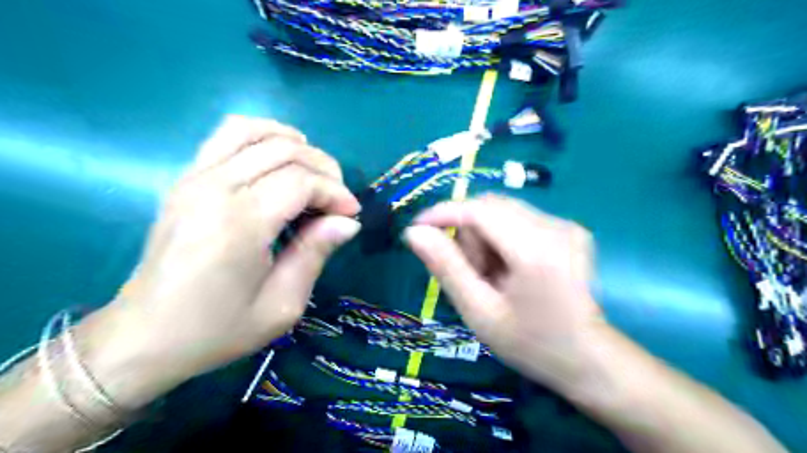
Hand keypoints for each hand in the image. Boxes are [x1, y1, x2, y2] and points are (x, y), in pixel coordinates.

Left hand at [82, 114, 359, 406]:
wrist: (145, 336)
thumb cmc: (218, 329)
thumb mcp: (282, 305)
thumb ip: (315, 253)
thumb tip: (348, 221)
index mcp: (239, 224)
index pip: (301, 181)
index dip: (335, 193)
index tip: (351, 215)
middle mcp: (214, 189)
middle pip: (283, 150)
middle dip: (323, 168)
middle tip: (337, 200)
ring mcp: (193, 178)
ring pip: (254, 131)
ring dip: (294, 144)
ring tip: (313, 173)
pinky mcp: (185, 179)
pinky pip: (227, 136)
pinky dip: (262, 136)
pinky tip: (278, 159)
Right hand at [403, 195, 604, 395]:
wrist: (587, 358)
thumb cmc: (530, 343)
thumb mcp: (479, 311)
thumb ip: (446, 267)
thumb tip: (414, 232)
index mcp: (535, 250)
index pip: (479, 210)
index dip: (443, 213)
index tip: (417, 227)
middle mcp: (555, 227)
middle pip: (491, 207)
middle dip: (468, 232)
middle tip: (468, 271)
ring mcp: (567, 225)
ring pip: (503, 211)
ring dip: (484, 236)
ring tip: (490, 275)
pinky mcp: (570, 228)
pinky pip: (520, 218)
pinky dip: (502, 237)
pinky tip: (508, 268)